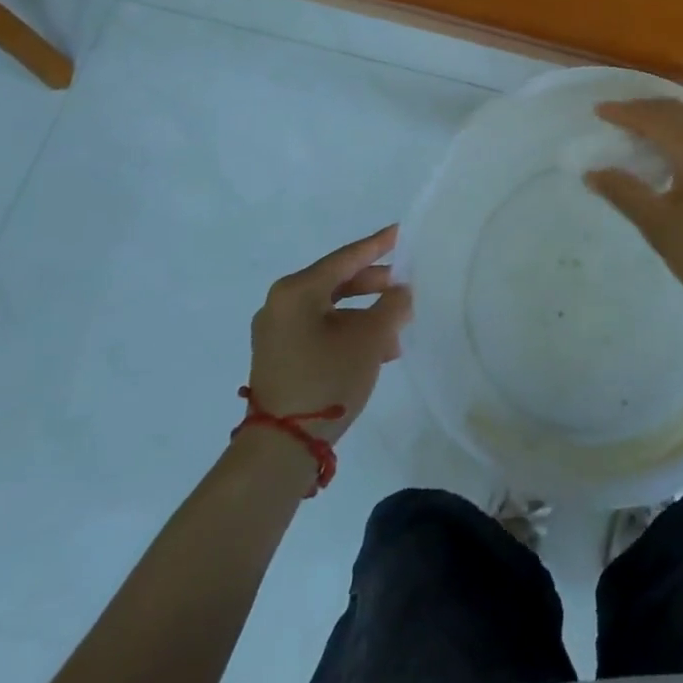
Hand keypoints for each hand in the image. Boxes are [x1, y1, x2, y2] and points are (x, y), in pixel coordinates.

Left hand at [247, 225, 412, 444]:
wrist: (281, 449)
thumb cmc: (326, 379)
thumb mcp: (370, 338)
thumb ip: (392, 305)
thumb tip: (402, 291)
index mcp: (297, 290)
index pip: (346, 258)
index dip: (378, 245)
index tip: (401, 233)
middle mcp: (280, 304)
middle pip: (337, 282)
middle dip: (375, 285)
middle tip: (405, 286)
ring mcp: (276, 333)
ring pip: (331, 309)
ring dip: (365, 314)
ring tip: (397, 327)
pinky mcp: (278, 357)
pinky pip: (320, 330)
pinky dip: (348, 332)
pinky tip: (376, 349)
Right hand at [584, 99, 682, 330]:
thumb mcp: (659, 227)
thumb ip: (624, 193)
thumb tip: (593, 173)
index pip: (656, 120)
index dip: (626, 113)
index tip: (599, 111)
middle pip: (678, 110)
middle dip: (645, 109)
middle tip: (617, 116)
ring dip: (667, 115)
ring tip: (641, 125)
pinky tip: (674, 143)